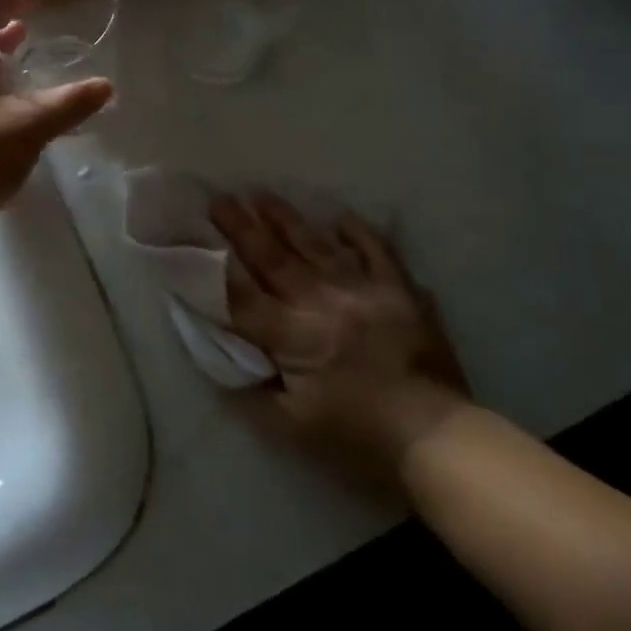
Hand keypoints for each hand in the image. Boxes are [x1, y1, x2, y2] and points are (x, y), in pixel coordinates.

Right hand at [210, 194, 471, 485]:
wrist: (435, 436)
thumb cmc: (358, 436)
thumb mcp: (293, 428)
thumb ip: (252, 392)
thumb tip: (220, 362)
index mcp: (292, 336)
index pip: (241, 296)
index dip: (214, 269)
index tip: (194, 240)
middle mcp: (320, 302)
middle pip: (272, 259)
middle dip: (241, 227)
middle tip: (220, 199)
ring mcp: (361, 289)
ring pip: (315, 245)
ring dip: (286, 219)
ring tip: (262, 194)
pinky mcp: (397, 289)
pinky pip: (375, 250)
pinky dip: (358, 232)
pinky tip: (340, 217)